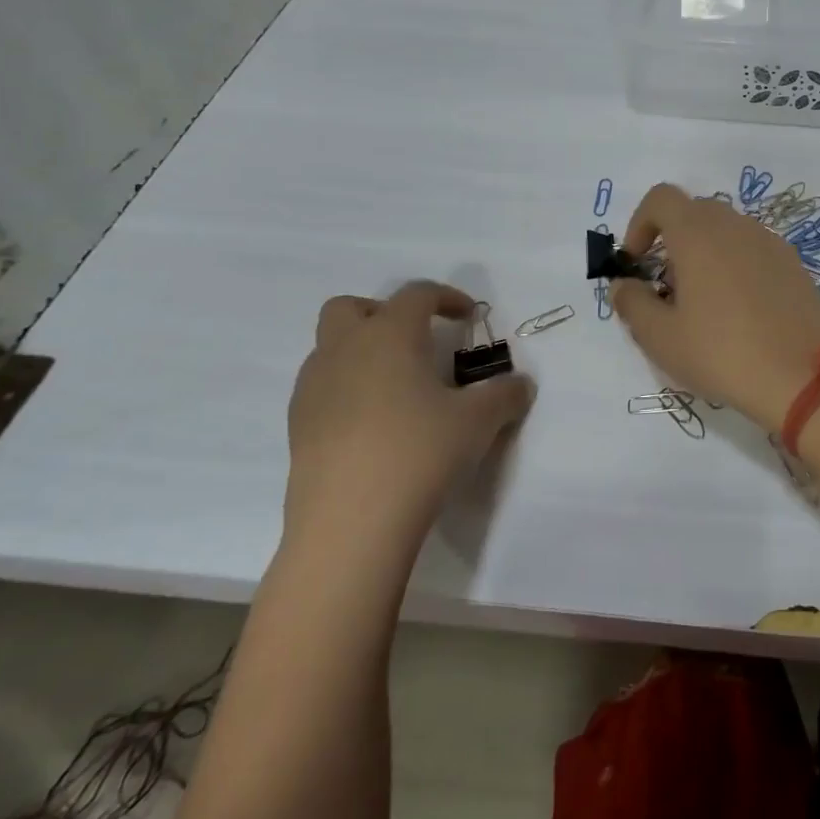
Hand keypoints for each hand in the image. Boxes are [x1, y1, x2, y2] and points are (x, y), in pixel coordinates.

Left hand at [283, 281, 534, 561]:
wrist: (350, 524)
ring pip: (330, 348)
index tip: (468, 317)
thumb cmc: (419, 453)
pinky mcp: (298, 427)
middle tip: (416, 342)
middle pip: (351, 308)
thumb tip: (521, 385)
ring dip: (362, 352)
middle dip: (383, 313)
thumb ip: (505, 395)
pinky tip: (374, 425)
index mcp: (389, 335)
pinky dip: (346, 390)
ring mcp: (313, 389)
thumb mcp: (479, 421)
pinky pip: (322, 388)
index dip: (446, 297)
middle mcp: (344, 350)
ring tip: (398, 388)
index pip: (417, 294)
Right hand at [611, 184, 819, 431]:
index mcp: (699, 233)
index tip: (637, 263)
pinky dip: (736, 267)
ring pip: (727, 232)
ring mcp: (771, 242)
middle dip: (672, 242)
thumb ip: (632, 304)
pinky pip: (754, 252)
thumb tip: (623, 285)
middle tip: (667, 290)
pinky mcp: (795, 265)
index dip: (640, 224)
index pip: (661, 198)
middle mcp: (736, 225)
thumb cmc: (723, 353)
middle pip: (694, 212)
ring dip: (706, 255)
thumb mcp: (661, 338)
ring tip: (705, 306)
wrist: (805, 378)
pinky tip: (742, 313)